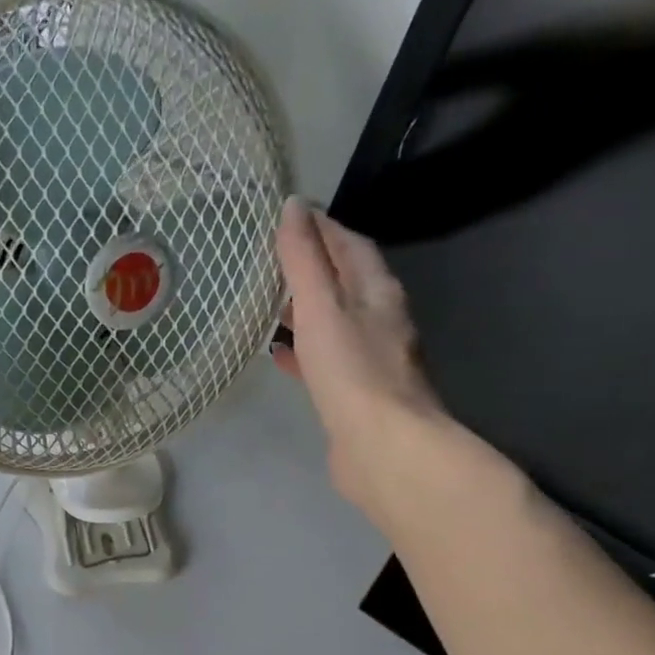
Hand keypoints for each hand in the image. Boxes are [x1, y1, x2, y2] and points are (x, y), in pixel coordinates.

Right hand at [270, 197, 451, 528]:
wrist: (384, 448)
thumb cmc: (352, 372)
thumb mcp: (321, 307)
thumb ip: (304, 260)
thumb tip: (293, 207)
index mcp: (378, 293)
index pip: (351, 246)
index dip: (323, 228)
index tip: (291, 216)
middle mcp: (381, 321)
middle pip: (346, 283)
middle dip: (314, 268)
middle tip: (274, 259)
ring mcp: (371, 360)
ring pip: (336, 323)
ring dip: (308, 310)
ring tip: (271, 304)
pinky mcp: (356, 394)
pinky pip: (326, 361)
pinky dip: (303, 352)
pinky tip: (278, 357)